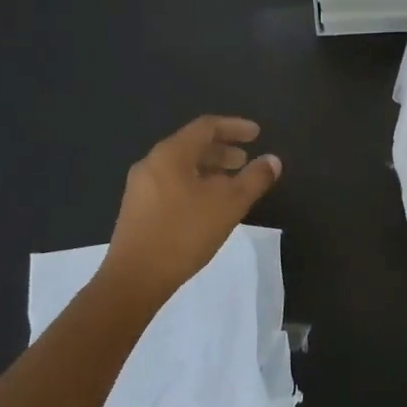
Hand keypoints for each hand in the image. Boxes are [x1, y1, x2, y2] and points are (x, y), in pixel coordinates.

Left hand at [104, 116, 281, 298]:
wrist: (133, 279)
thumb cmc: (184, 234)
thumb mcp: (229, 205)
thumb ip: (254, 179)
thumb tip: (273, 160)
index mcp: (171, 154)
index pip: (206, 126)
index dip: (235, 127)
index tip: (258, 134)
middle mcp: (152, 162)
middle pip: (192, 144)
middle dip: (222, 150)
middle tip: (246, 160)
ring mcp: (140, 186)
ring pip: (181, 166)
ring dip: (209, 169)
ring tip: (231, 184)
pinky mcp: (137, 208)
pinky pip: (171, 183)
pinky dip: (195, 183)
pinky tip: (208, 205)